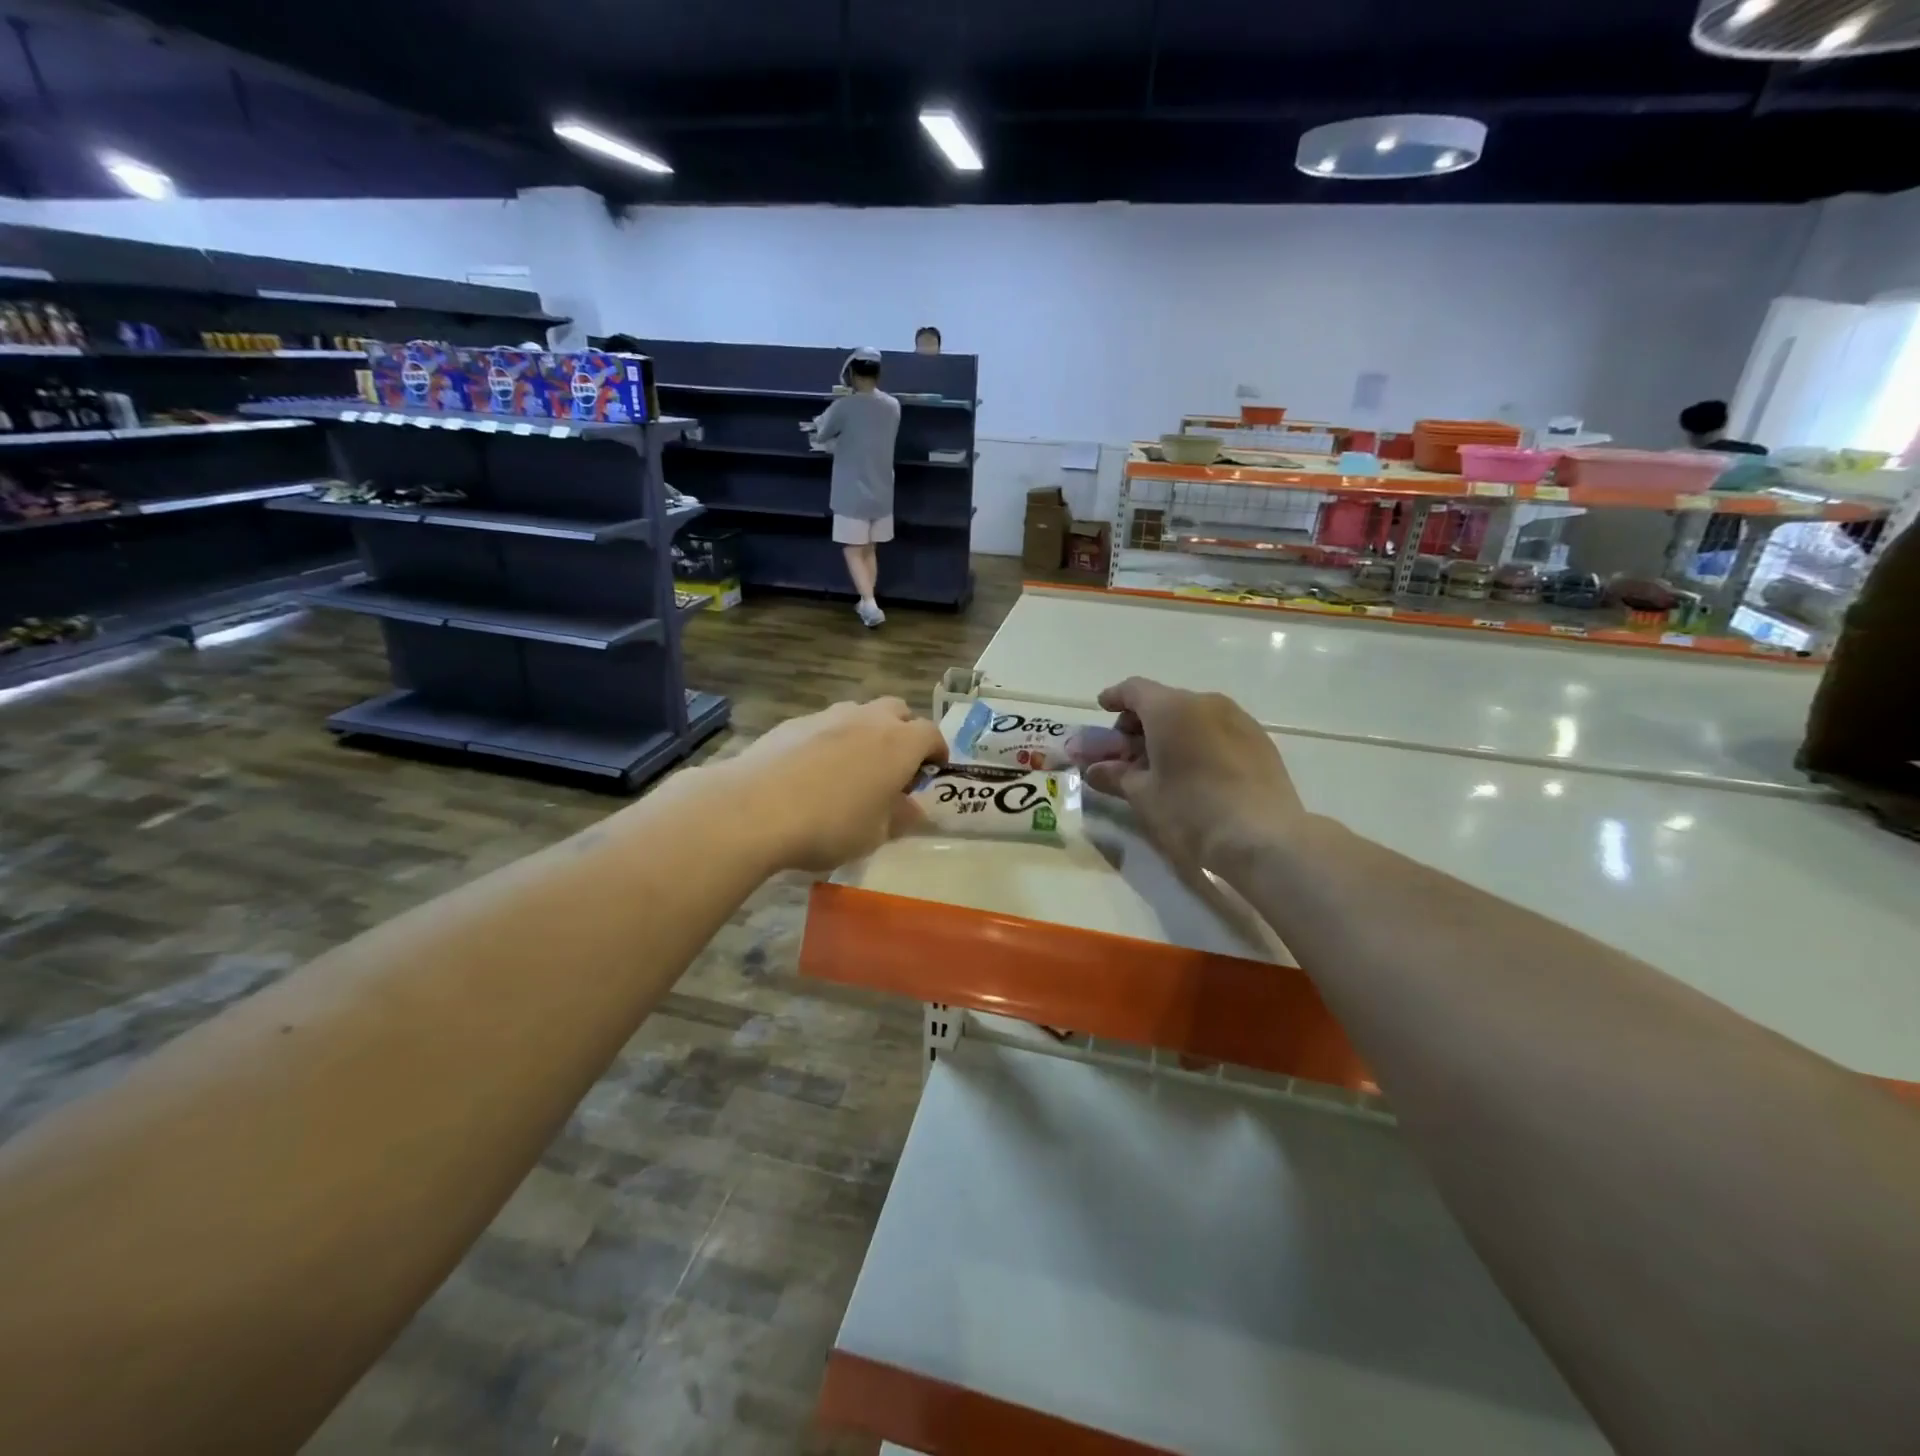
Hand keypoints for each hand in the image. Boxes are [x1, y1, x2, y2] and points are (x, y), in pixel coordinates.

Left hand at [727, 698, 946, 871]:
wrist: (755, 808)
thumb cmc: (829, 825)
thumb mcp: (874, 834)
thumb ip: (900, 817)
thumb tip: (913, 808)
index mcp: (899, 744)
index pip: (931, 734)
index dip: (936, 751)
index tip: (932, 771)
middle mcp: (868, 719)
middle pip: (897, 710)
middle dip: (903, 732)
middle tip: (895, 765)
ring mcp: (828, 716)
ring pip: (858, 714)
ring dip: (865, 732)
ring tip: (852, 768)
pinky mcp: (793, 723)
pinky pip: (824, 725)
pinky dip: (829, 740)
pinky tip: (812, 771)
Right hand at [1072, 678, 1304, 871]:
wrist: (1263, 839)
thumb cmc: (1191, 811)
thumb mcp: (1144, 796)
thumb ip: (1115, 776)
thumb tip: (1094, 770)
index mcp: (1171, 709)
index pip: (1134, 690)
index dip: (1115, 698)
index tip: (1103, 708)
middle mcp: (1206, 703)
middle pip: (1164, 701)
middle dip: (1141, 722)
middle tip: (1128, 752)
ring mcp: (1238, 719)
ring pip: (1193, 715)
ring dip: (1171, 732)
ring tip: (1162, 765)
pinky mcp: (1260, 741)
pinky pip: (1218, 730)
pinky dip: (1198, 741)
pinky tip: (1196, 771)